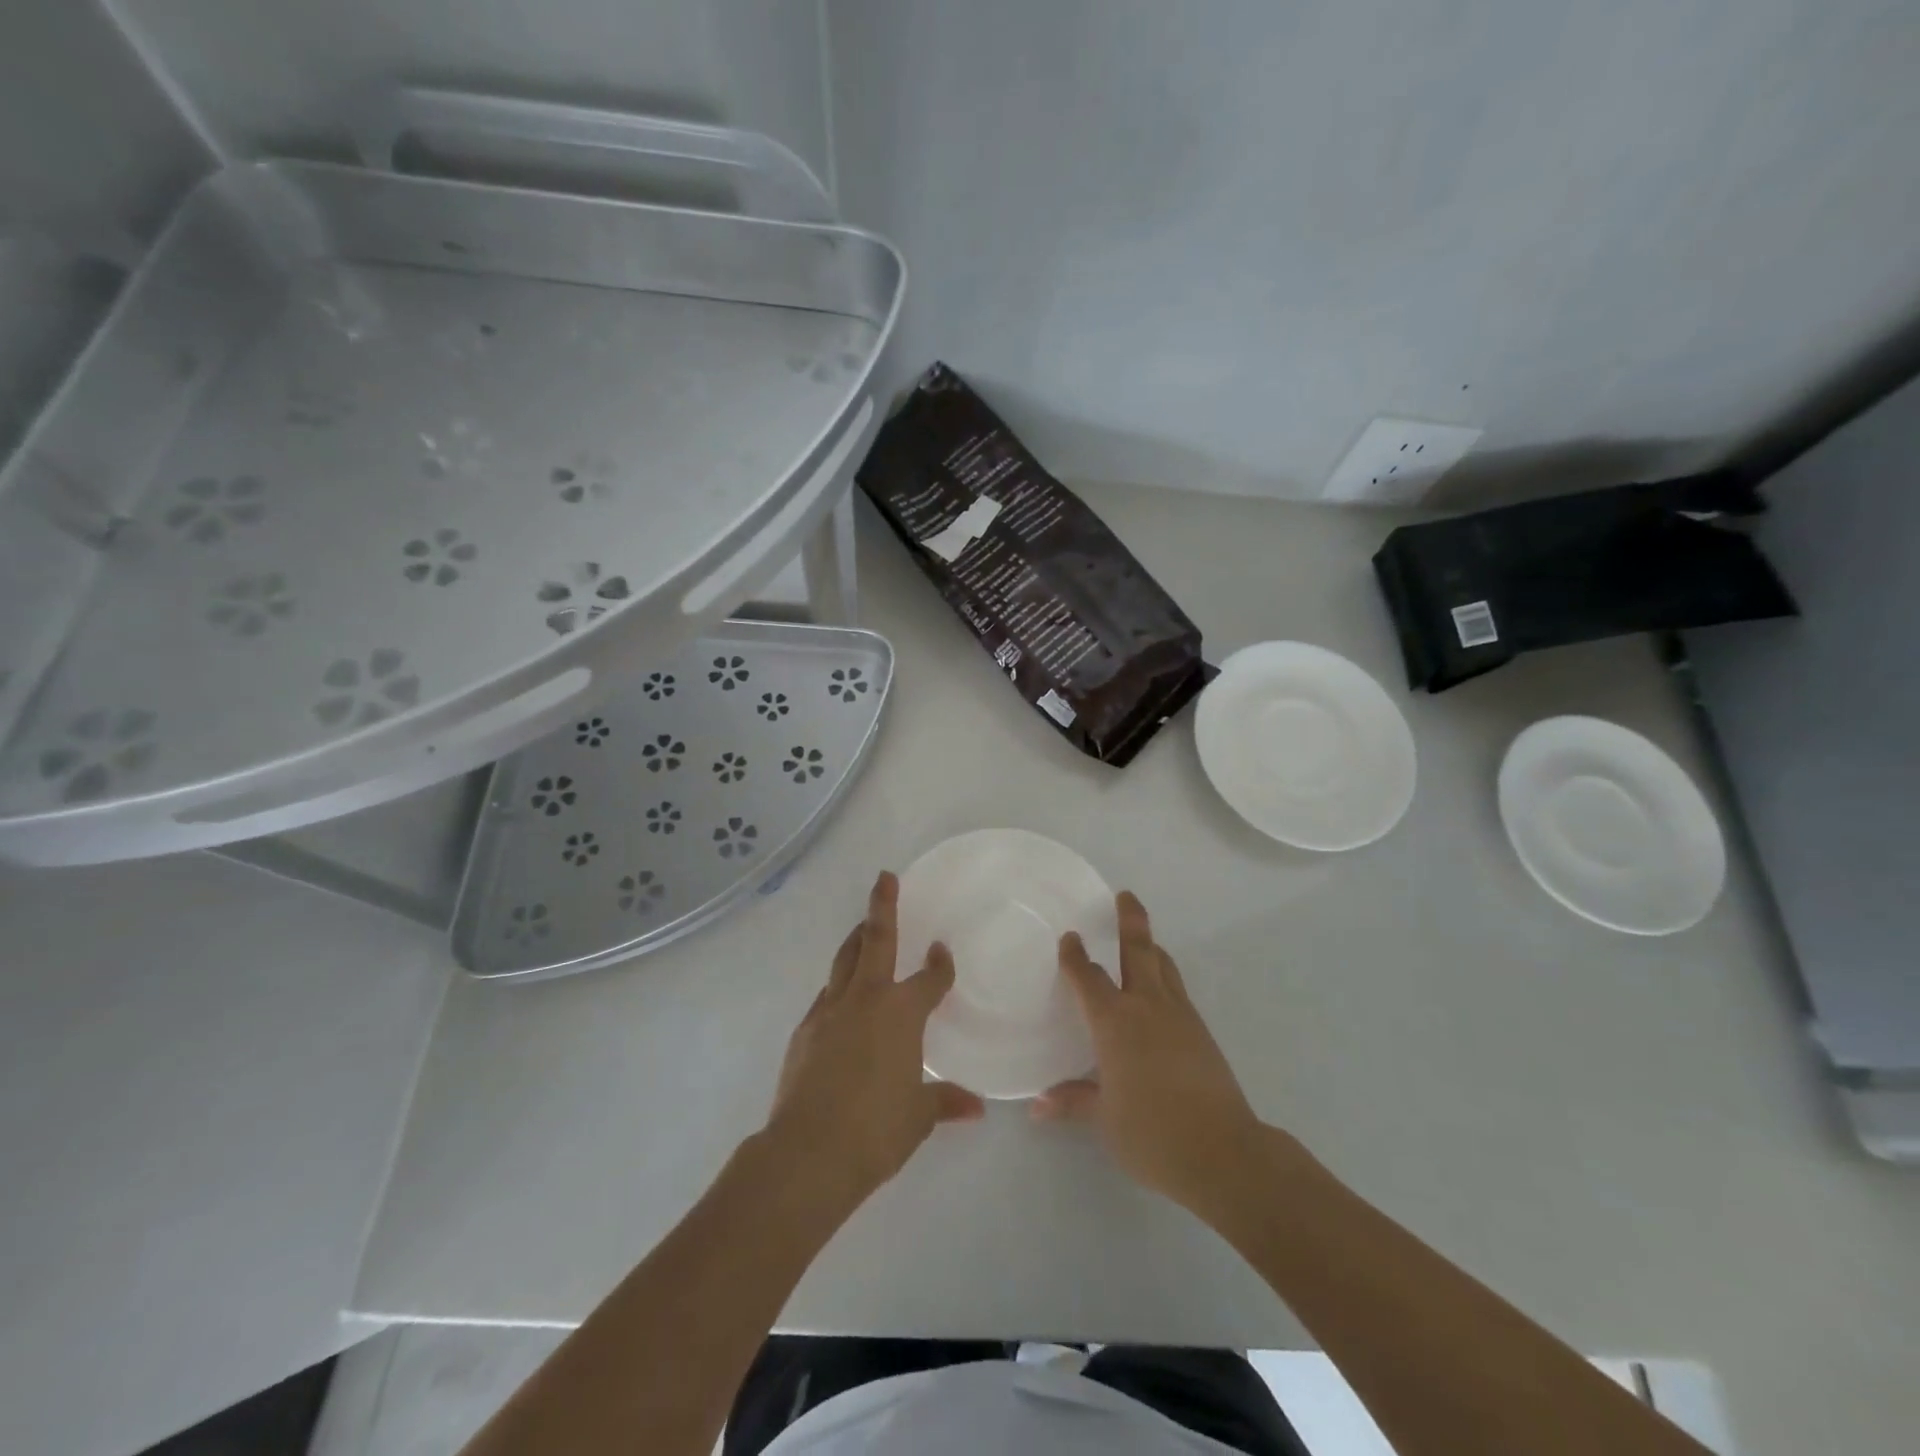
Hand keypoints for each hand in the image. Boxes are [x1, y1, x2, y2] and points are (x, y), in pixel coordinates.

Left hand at [764, 872, 984, 1214]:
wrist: (808, 1152)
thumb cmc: (876, 1130)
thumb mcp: (918, 1117)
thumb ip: (945, 1102)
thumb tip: (976, 1108)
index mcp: (901, 1013)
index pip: (929, 978)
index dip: (940, 964)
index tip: (942, 951)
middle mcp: (866, 999)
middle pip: (875, 940)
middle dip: (883, 907)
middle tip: (885, 878)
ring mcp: (830, 1011)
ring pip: (844, 961)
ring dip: (856, 941)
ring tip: (863, 929)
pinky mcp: (804, 1030)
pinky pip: (826, 996)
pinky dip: (838, 988)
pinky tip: (841, 1001)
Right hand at [1033, 891, 1264, 1217]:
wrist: (1224, 1153)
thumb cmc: (1152, 1134)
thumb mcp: (1105, 1120)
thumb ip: (1073, 1102)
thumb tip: (1038, 1106)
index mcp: (1115, 1022)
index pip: (1089, 977)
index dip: (1076, 956)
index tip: (1071, 938)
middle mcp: (1147, 1007)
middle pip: (1139, 950)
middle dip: (1130, 920)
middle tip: (1125, 895)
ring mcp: (1180, 1016)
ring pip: (1164, 967)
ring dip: (1151, 946)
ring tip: (1144, 938)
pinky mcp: (1202, 1033)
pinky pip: (1178, 990)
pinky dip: (1165, 978)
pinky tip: (1161, 995)